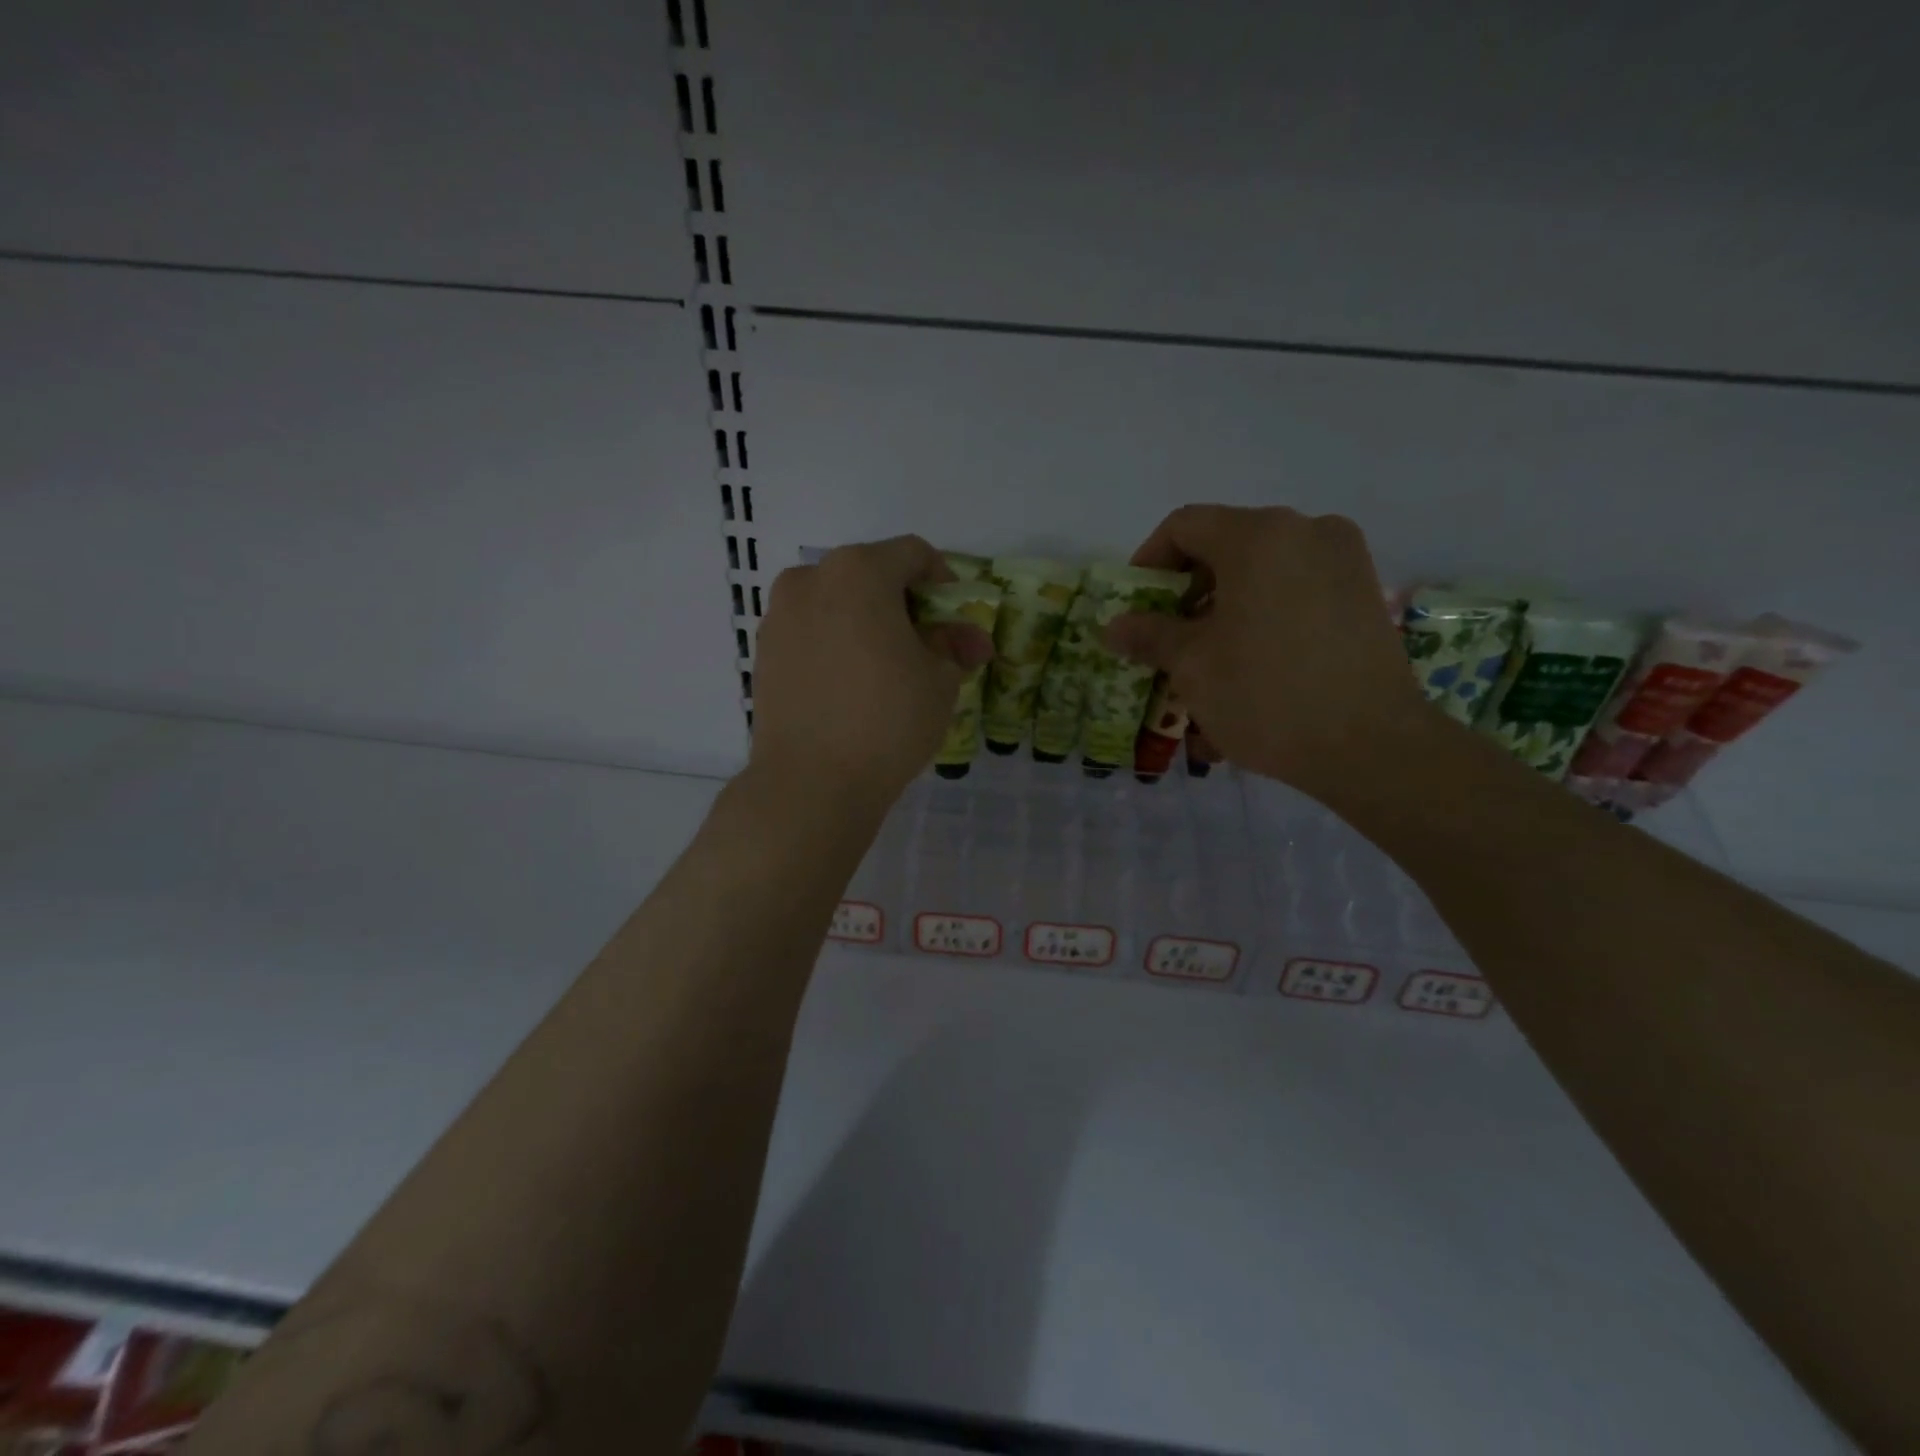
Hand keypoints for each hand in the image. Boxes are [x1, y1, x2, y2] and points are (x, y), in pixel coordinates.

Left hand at [750, 535, 994, 807]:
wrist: (810, 782)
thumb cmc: (887, 720)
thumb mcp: (940, 679)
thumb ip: (954, 645)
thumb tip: (971, 640)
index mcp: (858, 571)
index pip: (912, 554)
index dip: (943, 581)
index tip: (954, 619)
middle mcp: (810, 579)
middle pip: (870, 575)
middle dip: (903, 604)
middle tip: (926, 646)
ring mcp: (779, 615)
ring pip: (836, 603)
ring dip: (867, 623)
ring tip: (886, 670)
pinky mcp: (764, 652)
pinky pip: (811, 632)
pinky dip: (836, 644)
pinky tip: (851, 685)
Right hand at [1104, 505, 1429, 797]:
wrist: (1371, 746)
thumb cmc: (1267, 696)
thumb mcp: (1193, 665)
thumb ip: (1149, 635)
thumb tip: (1114, 626)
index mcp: (1258, 536)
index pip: (1184, 525)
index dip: (1148, 562)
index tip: (1136, 608)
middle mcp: (1306, 531)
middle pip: (1225, 544)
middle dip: (1187, 590)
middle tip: (1168, 637)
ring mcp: (1343, 560)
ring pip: (1262, 570)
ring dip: (1224, 606)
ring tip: (1209, 658)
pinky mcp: (1364, 593)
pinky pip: (1296, 589)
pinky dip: (1263, 614)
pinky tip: (1253, 662)